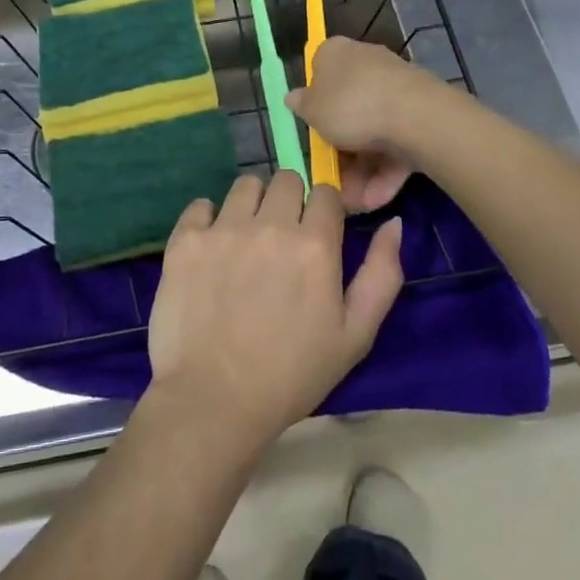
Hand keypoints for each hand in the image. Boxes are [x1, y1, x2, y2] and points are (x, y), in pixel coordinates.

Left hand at [147, 171, 403, 453]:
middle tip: (282, 238)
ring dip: (252, 204)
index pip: (326, 193)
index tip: (318, 234)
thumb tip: (392, 223)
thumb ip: (381, 274)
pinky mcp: (186, 239)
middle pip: (286, 179)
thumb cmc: (292, 375)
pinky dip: (208, 219)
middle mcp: (270, 225)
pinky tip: (211, 249)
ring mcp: (224, 229)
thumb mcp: (355, 336)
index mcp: (315, 245)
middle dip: (290, 201)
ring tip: (246, 239)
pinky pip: (201, 205)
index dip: (325, 211)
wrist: (214, 401)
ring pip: (245, 185)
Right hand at [288, 38, 437, 210]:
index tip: (312, 131)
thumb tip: (293, 97)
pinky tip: (375, 199)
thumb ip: (301, 105)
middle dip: (340, 150)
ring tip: (354, 202)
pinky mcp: (419, 115)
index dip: (314, 103)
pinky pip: (395, 145)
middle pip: (348, 109)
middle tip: (332, 179)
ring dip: (361, 171)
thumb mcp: (312, 109)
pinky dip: (384, 172)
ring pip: (372, 133)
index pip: (320, 71)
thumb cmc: (350, 105)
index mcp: (336, 53)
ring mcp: (396, 90)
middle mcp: (366, 64)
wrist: (414, 116)